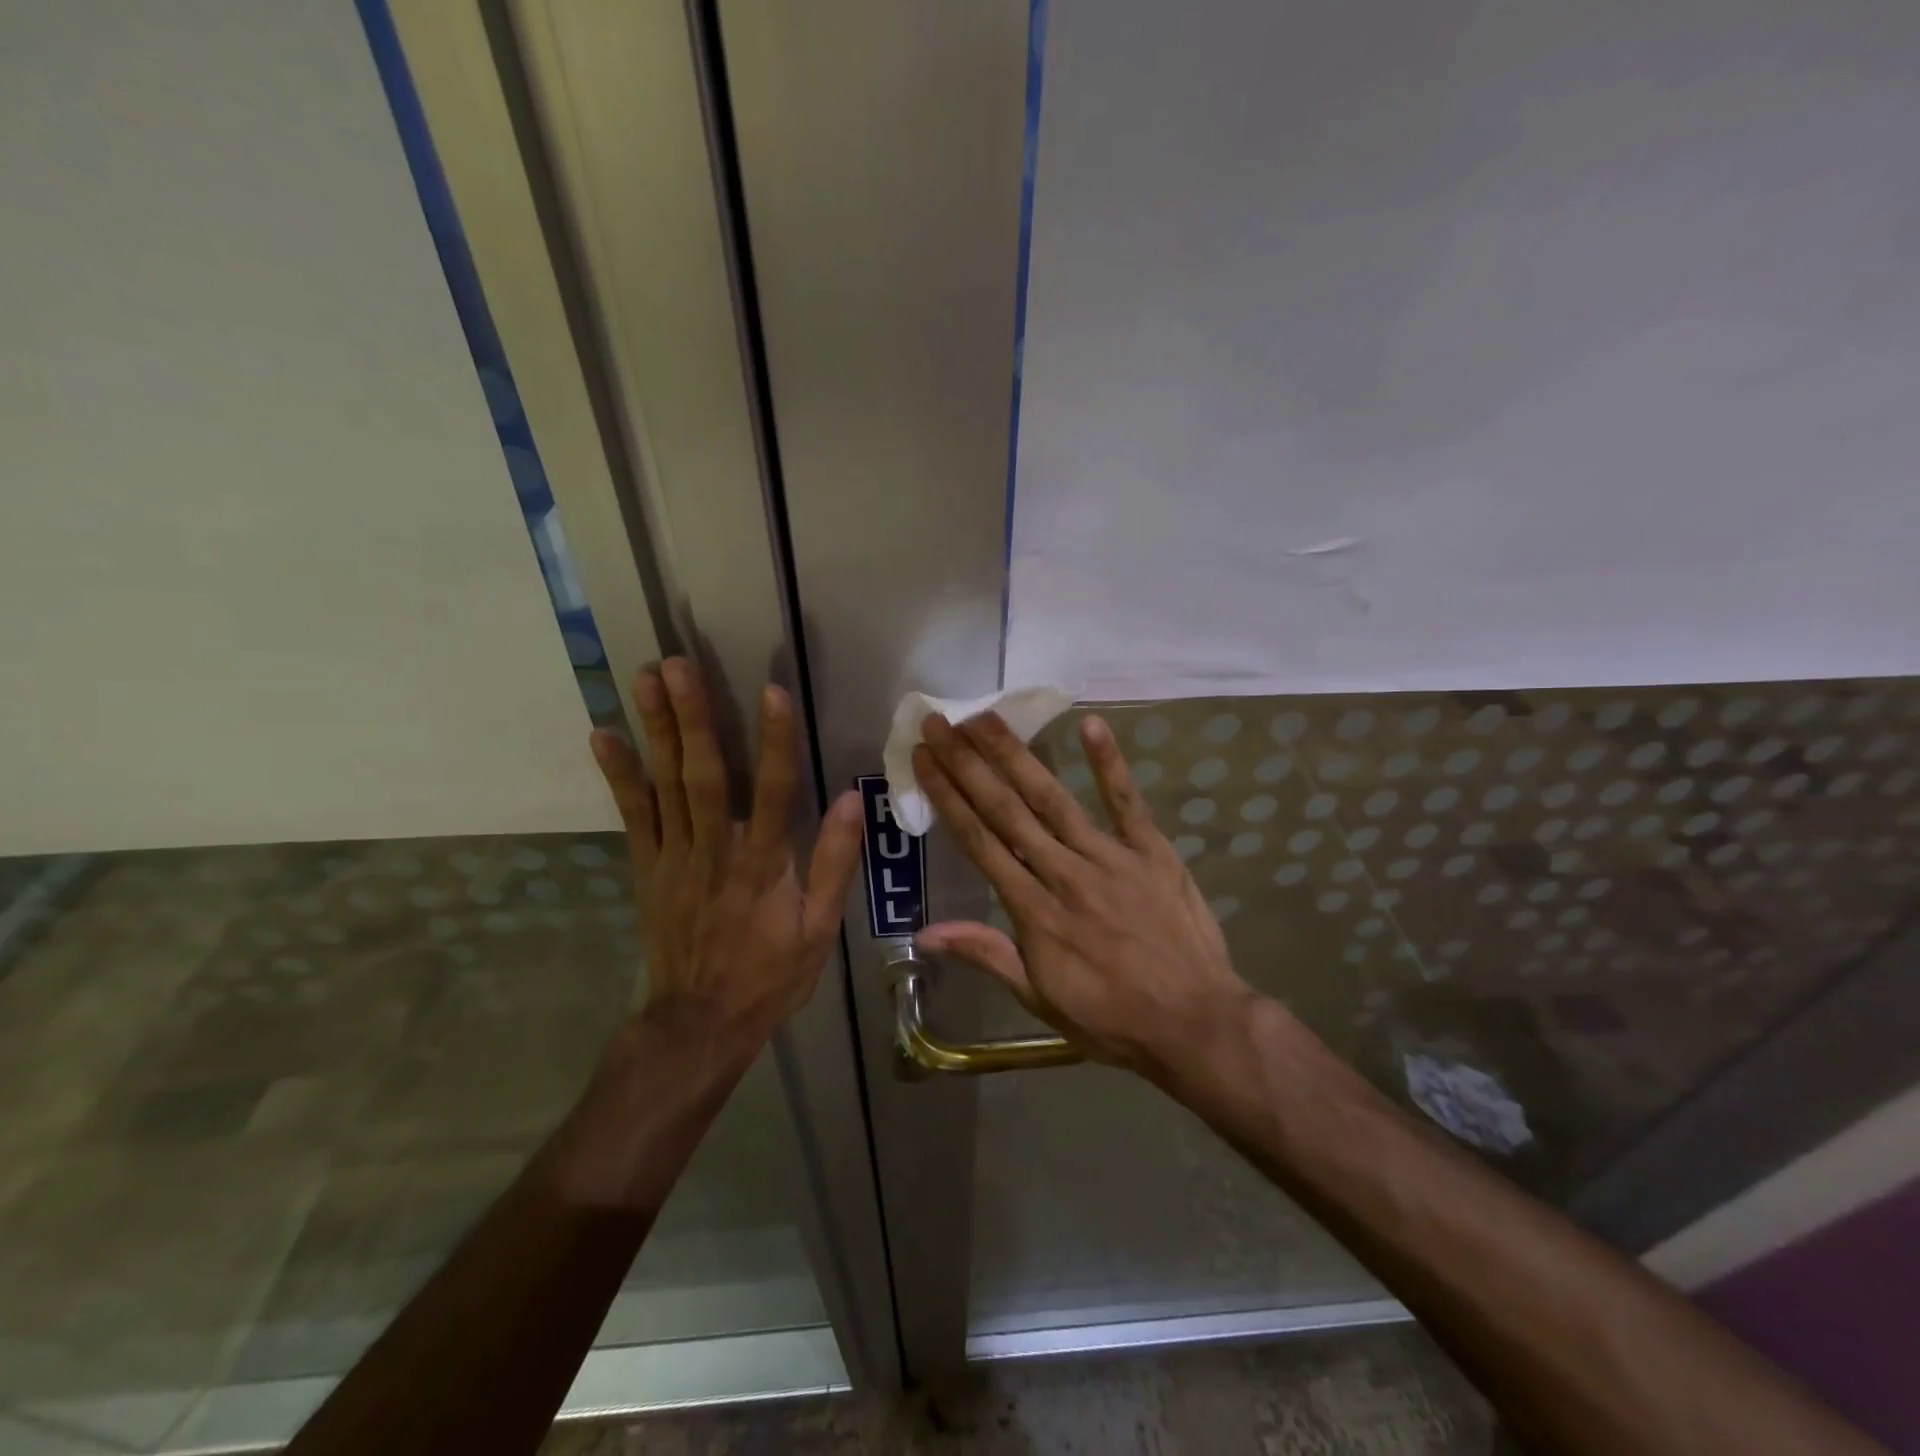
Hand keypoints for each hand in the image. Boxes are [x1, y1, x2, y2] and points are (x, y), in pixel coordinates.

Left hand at [590, 658, 862, 1049]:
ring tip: (645, 679)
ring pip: (666, 785)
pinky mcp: (648, 867)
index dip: (775, 740)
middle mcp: (716, 851)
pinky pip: (633, 815)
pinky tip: (603, 736)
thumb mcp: (819, 930)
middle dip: (693, 717)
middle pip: (705, 775)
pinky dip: (619, 775)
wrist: (700, 1022)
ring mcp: (675, 857)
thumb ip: (834, 863)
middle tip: (677, 664)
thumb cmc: (770, 975)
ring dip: (656, 730)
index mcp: (764, 865)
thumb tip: (853, 800)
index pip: (775, 791)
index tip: (772, 691)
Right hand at [912, 711, 1255, 1075]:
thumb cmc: (1110, 1018)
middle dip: (968, 764)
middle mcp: (1063, 874)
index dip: (948, 797)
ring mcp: (1109, 858)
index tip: (924, 760)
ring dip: (1016, 755)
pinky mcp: (1151, 851)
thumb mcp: (1039, 998)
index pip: (980, 842)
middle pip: (1006, 810)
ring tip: (984, 718)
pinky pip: (1127, 801)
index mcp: (1033, 911)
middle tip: (939, 723)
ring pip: (1053, 798)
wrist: (1195, 1024)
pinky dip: (1109, 763)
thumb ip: (986, 955)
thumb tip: (924, 934)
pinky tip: (1090, 723)